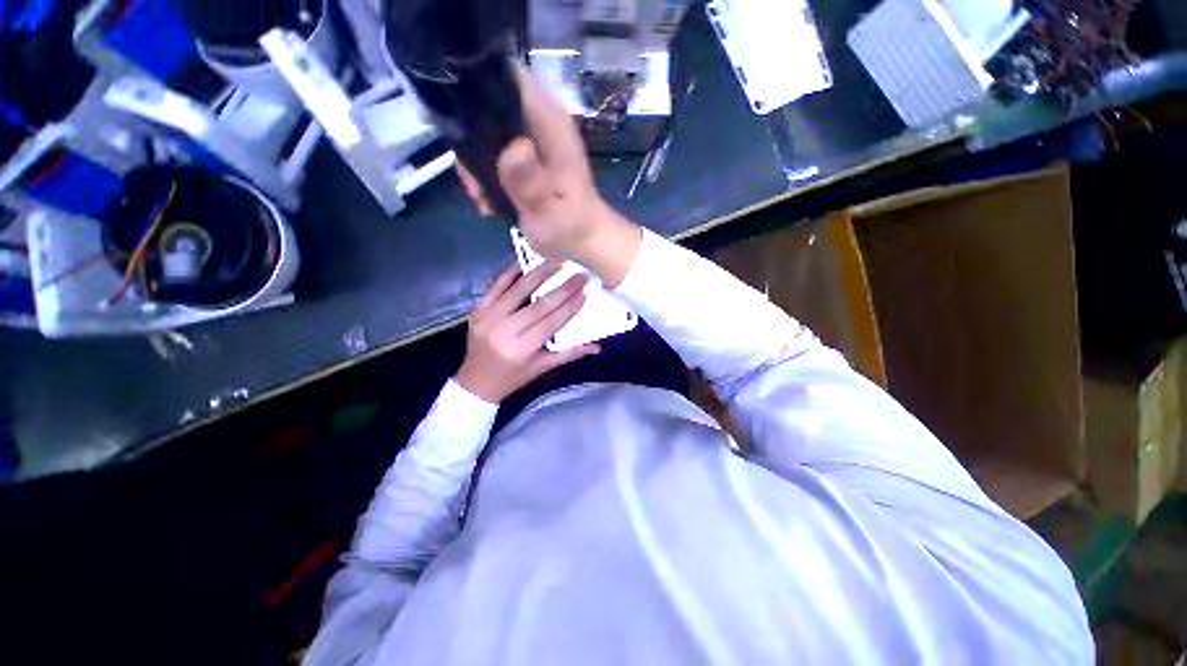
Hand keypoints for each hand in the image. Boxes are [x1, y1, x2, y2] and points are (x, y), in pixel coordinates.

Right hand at [456, 65, 641, 285]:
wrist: (586, 241)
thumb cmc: (571, 227)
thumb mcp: (547, 211)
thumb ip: (530, 183)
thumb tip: (513, 149)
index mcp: (549, 122)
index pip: (506, 75)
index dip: (474, 89)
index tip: (459, 130)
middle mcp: (540, 121)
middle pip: (488, 104)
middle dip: (469, 137)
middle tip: (473, 182)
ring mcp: (534, 139)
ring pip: (487, 129)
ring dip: (475, 160)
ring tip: (481, 195)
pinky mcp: (528, 156)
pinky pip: (494, 149)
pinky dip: (485, 171)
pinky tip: (489, 198)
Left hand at [456, 263, 600, 402]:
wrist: (476, 381)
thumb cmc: (513, 377)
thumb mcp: (541, 367)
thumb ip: (568, 354)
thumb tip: (596, 347)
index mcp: (521, 349)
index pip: (550, 323)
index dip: (568, 307)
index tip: (584, 293)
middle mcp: (504, 331)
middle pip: (538, 305)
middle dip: (562, 289)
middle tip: (579, 275)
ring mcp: (487, 318)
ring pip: (518, 290)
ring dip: (539, 274)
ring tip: (558, 262)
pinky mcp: (477, 309)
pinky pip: (495, 286)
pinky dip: (510, 273)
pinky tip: (525, 262)